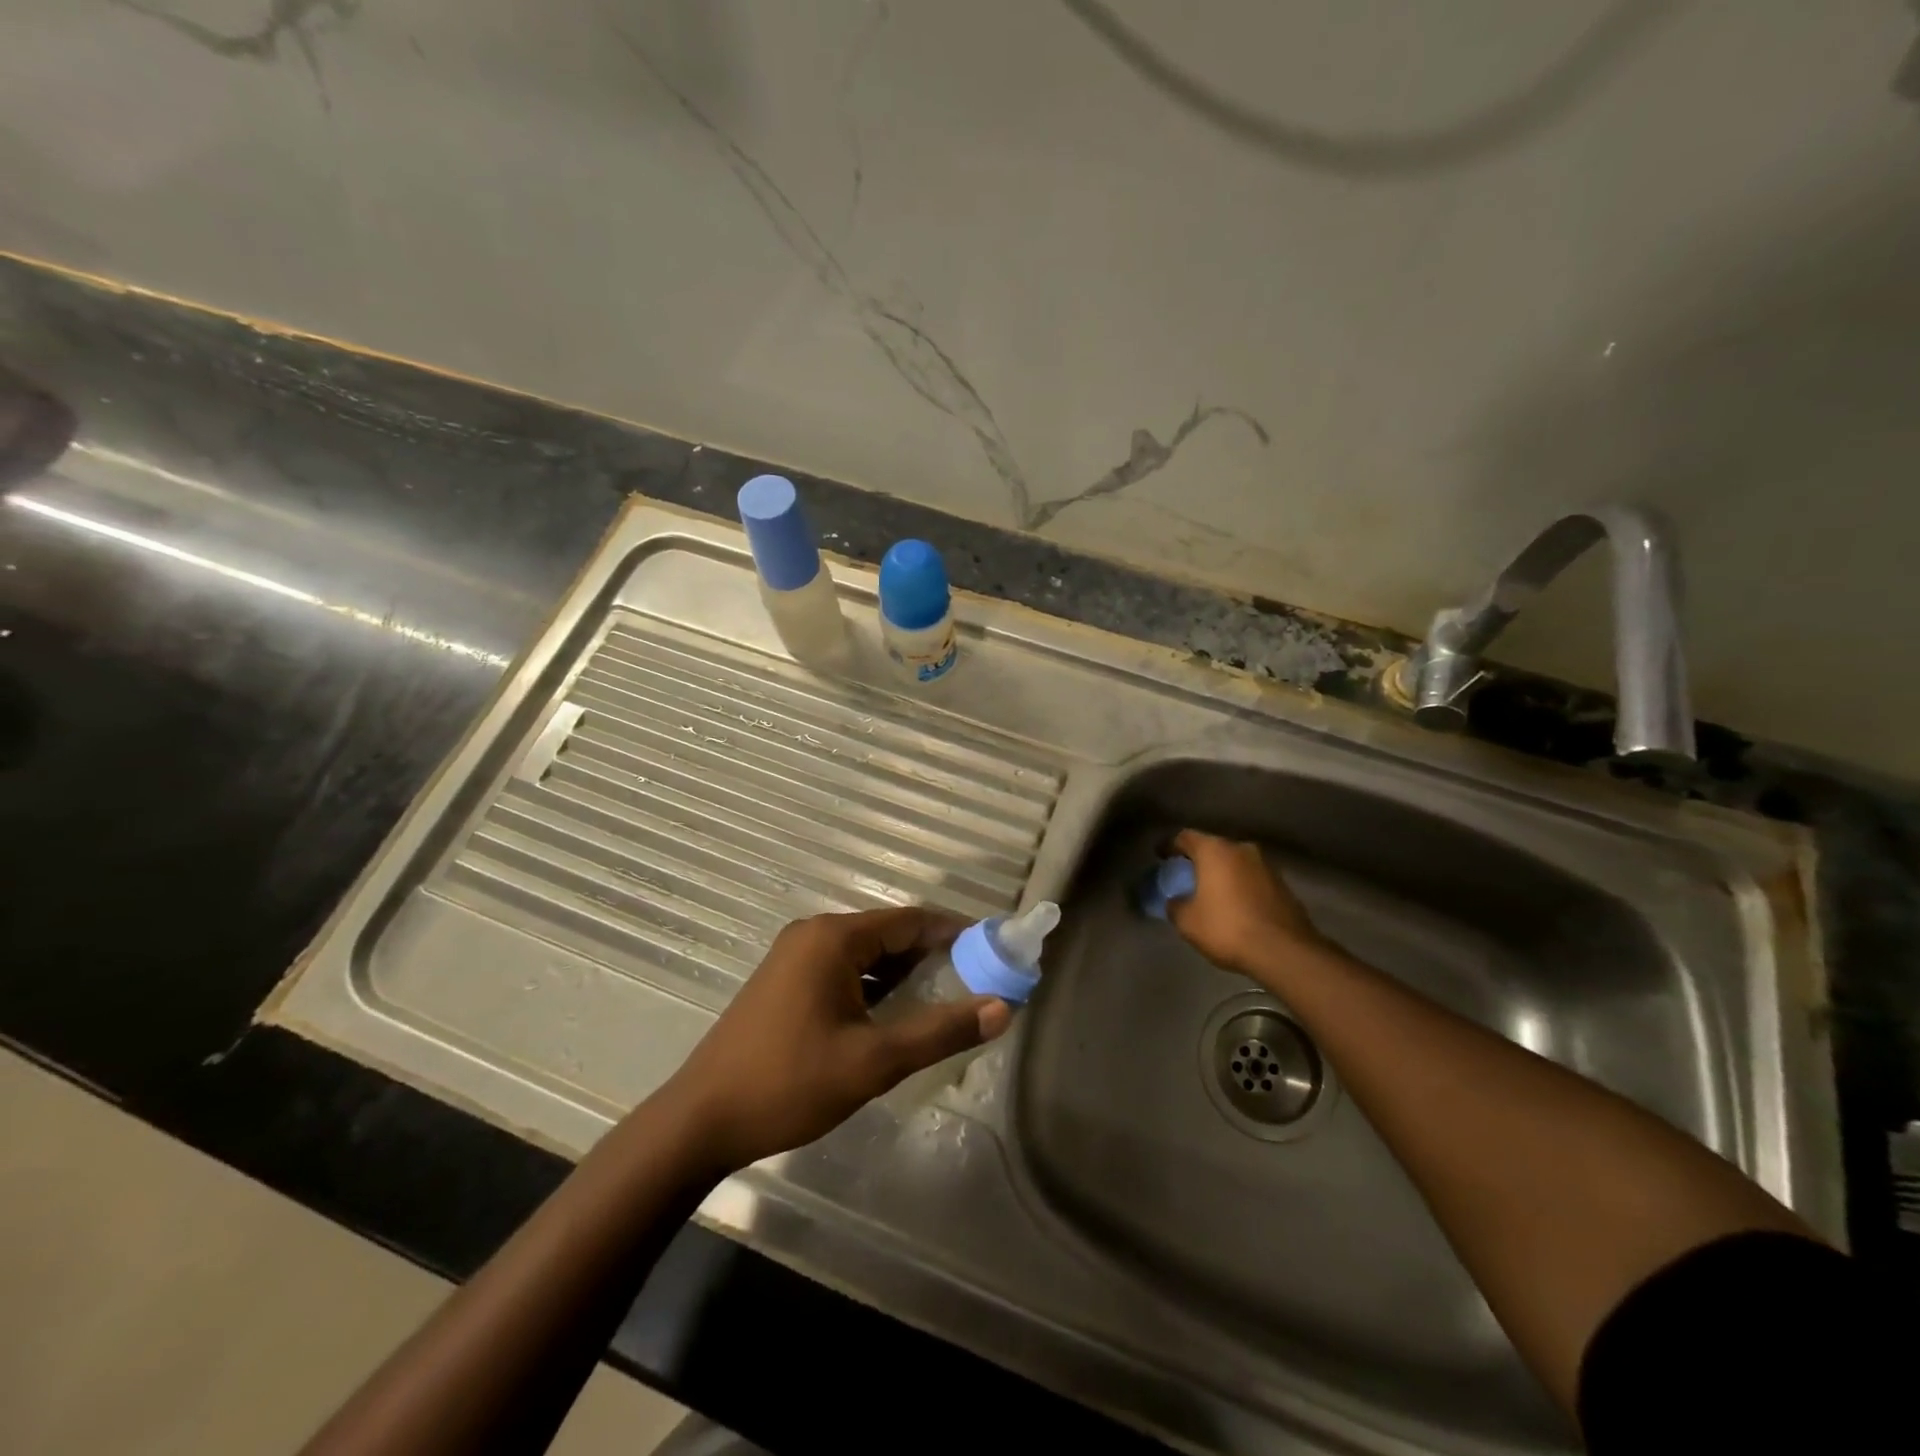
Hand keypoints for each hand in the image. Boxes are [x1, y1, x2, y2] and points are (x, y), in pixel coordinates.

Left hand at [659, 907, 1013, 1173]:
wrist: (701, 1121)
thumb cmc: (789, 1083)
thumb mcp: (874, 1061)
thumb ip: (940, 1032)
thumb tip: (1002, 1008)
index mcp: (834, 938)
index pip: (911, 921)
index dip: (955, 934)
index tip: (993, 952)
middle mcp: (814, 934)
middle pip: (888, 934)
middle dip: (933, 955)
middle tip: (976, 981)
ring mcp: (794, 957)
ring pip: (866, 954)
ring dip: (903, 972)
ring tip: (944, 999)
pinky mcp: (785, 981)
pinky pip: (843, 970)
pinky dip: (874, 985)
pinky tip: (893, 1014)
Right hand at [1168, 828, 1327, 982]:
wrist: (1284, 951)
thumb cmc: (1227, 928)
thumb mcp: (1187, 921)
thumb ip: (1176, 905)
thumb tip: (1176, 901)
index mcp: (1214, 850)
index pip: (1185, 837)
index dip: (1169, 846)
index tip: (1160, 856)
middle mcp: (1241, 849)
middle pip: (1213, 847)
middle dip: (1198, 859)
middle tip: (1186, 875)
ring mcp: (1266, 865)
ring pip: (1235, 862)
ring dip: (1222, 873)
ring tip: (1212, 892)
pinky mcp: (1283, 885)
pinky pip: (1252, 878)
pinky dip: (1240, 886)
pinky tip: (1235, 905)